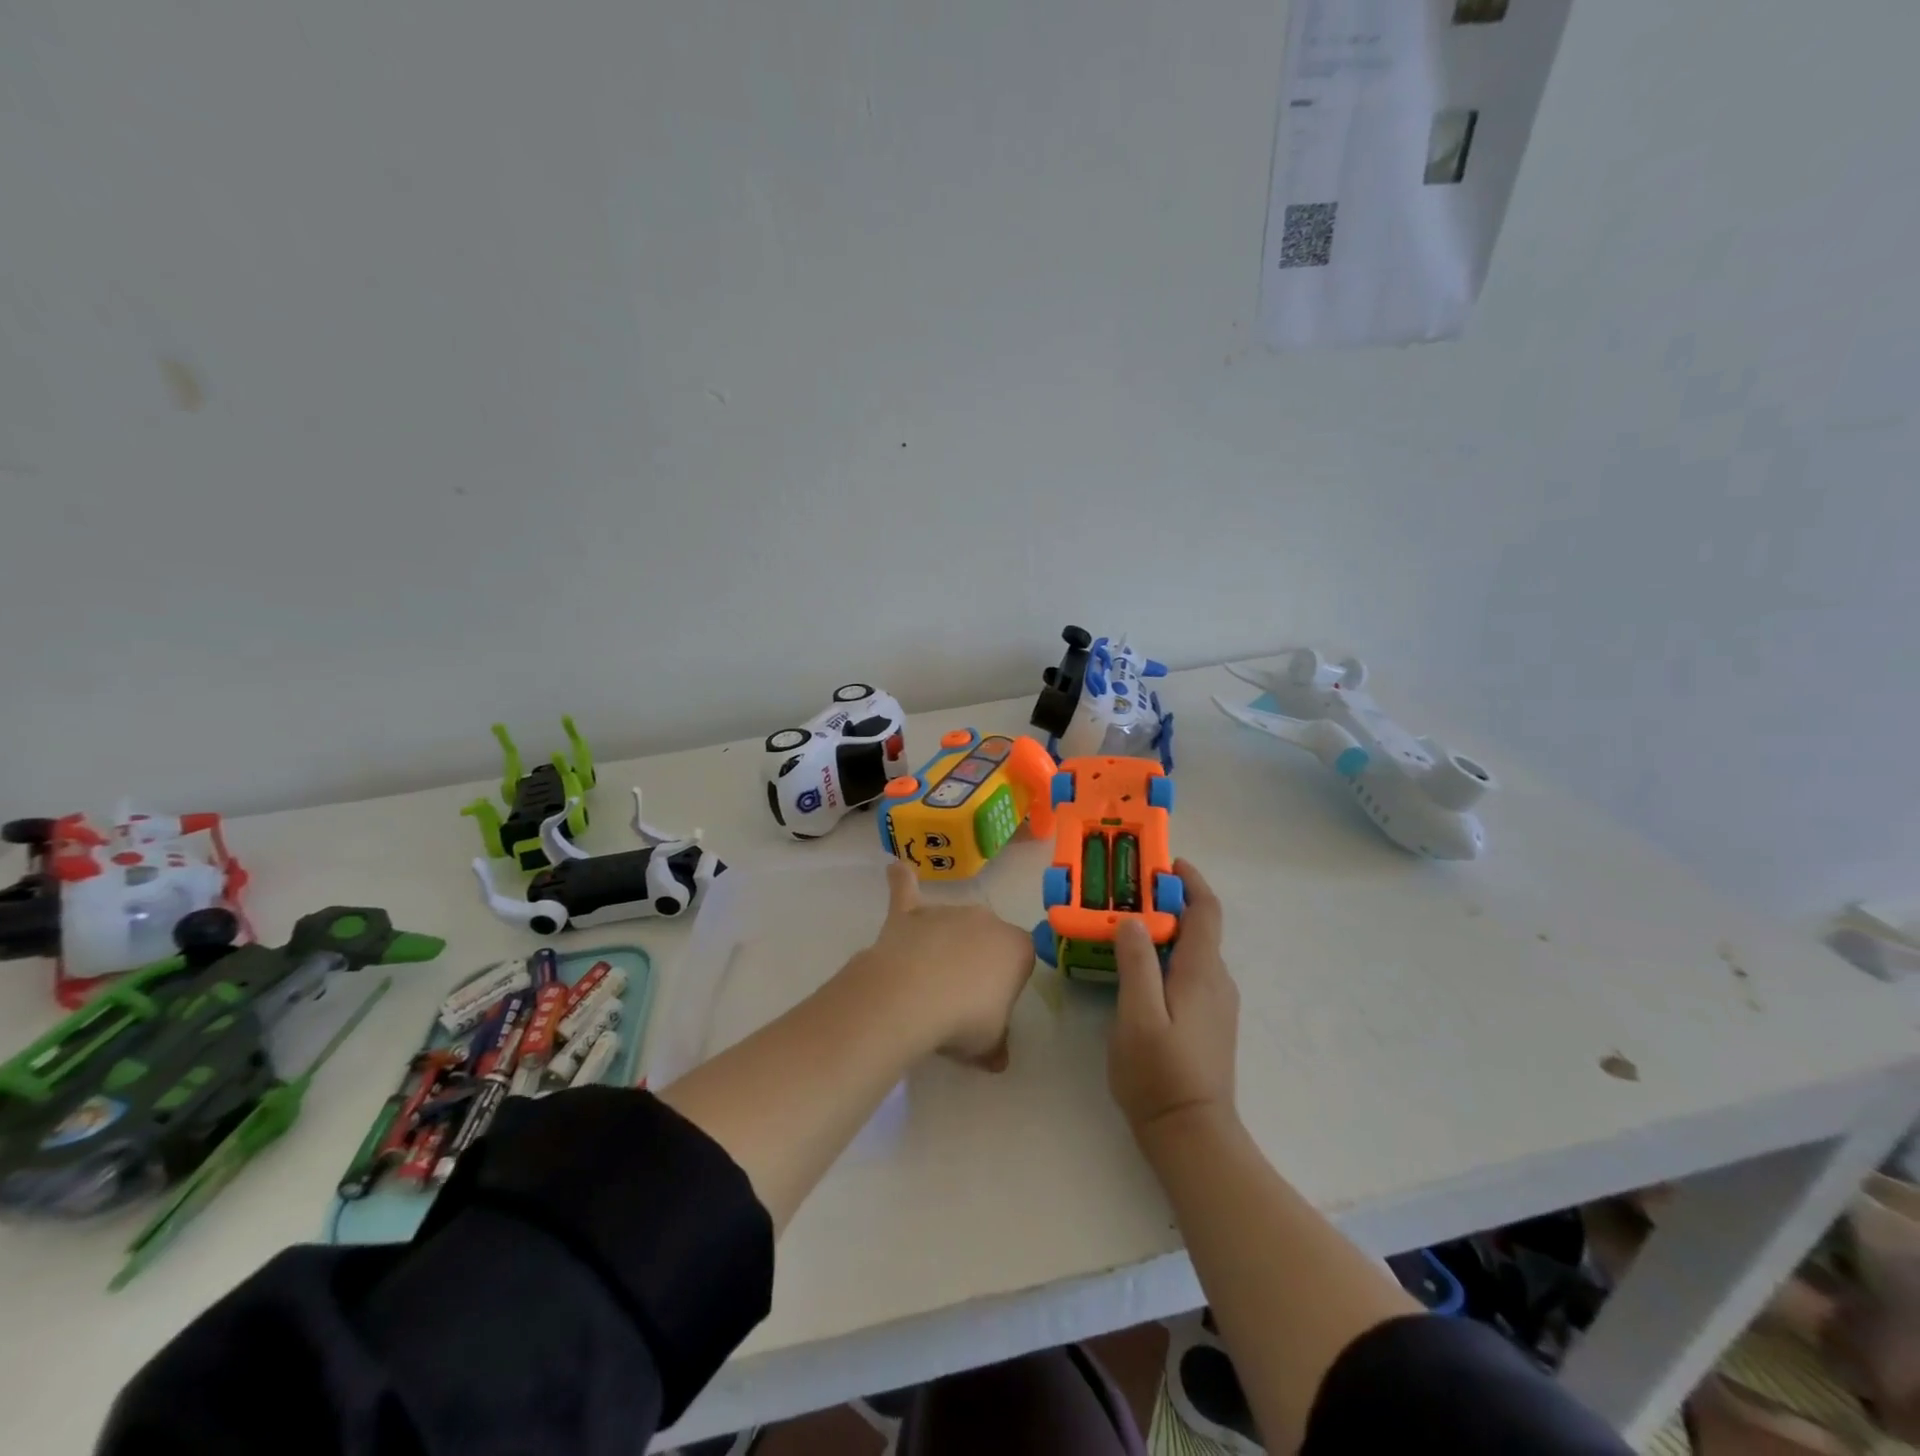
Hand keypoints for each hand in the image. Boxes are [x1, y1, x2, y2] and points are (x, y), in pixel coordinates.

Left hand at [854, 861, 1036, 1069]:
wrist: (910, 997)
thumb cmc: (963, 1020)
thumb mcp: (989, 1045)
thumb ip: (996, 1045)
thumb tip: (997, 1058)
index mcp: (1016, 947)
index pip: (1020, 960)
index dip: (1006, 985)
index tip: (990, 1008)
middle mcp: (986, 919)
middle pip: (986, 937)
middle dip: (976, 960)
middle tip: (958, 997)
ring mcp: (946, 911)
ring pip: (951, 923)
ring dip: (943, 942)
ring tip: (926, 979)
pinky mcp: (910, 912)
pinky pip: (906, 889)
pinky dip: (901, 880)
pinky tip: (896, 869)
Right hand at [1109, 858, 1238, 1145]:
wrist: (1193, 1137)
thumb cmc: (1160, 1075)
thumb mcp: (1137, 1016)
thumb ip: (1136, 964)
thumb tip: (1134, 919)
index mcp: (1202, 973)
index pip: (1206, 911)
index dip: (1190, 881)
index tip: (1165, 862)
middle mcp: (1217, 981)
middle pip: (1200, 927)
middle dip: (1169, 902)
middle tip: (1127, 893)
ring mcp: (1216, 1004)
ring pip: (1193, 951)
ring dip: (1166, 930)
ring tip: (1126, 925)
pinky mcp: (1208, 1021)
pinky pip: (1190, 972)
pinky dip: (1168, 955)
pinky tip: (1139, 969)